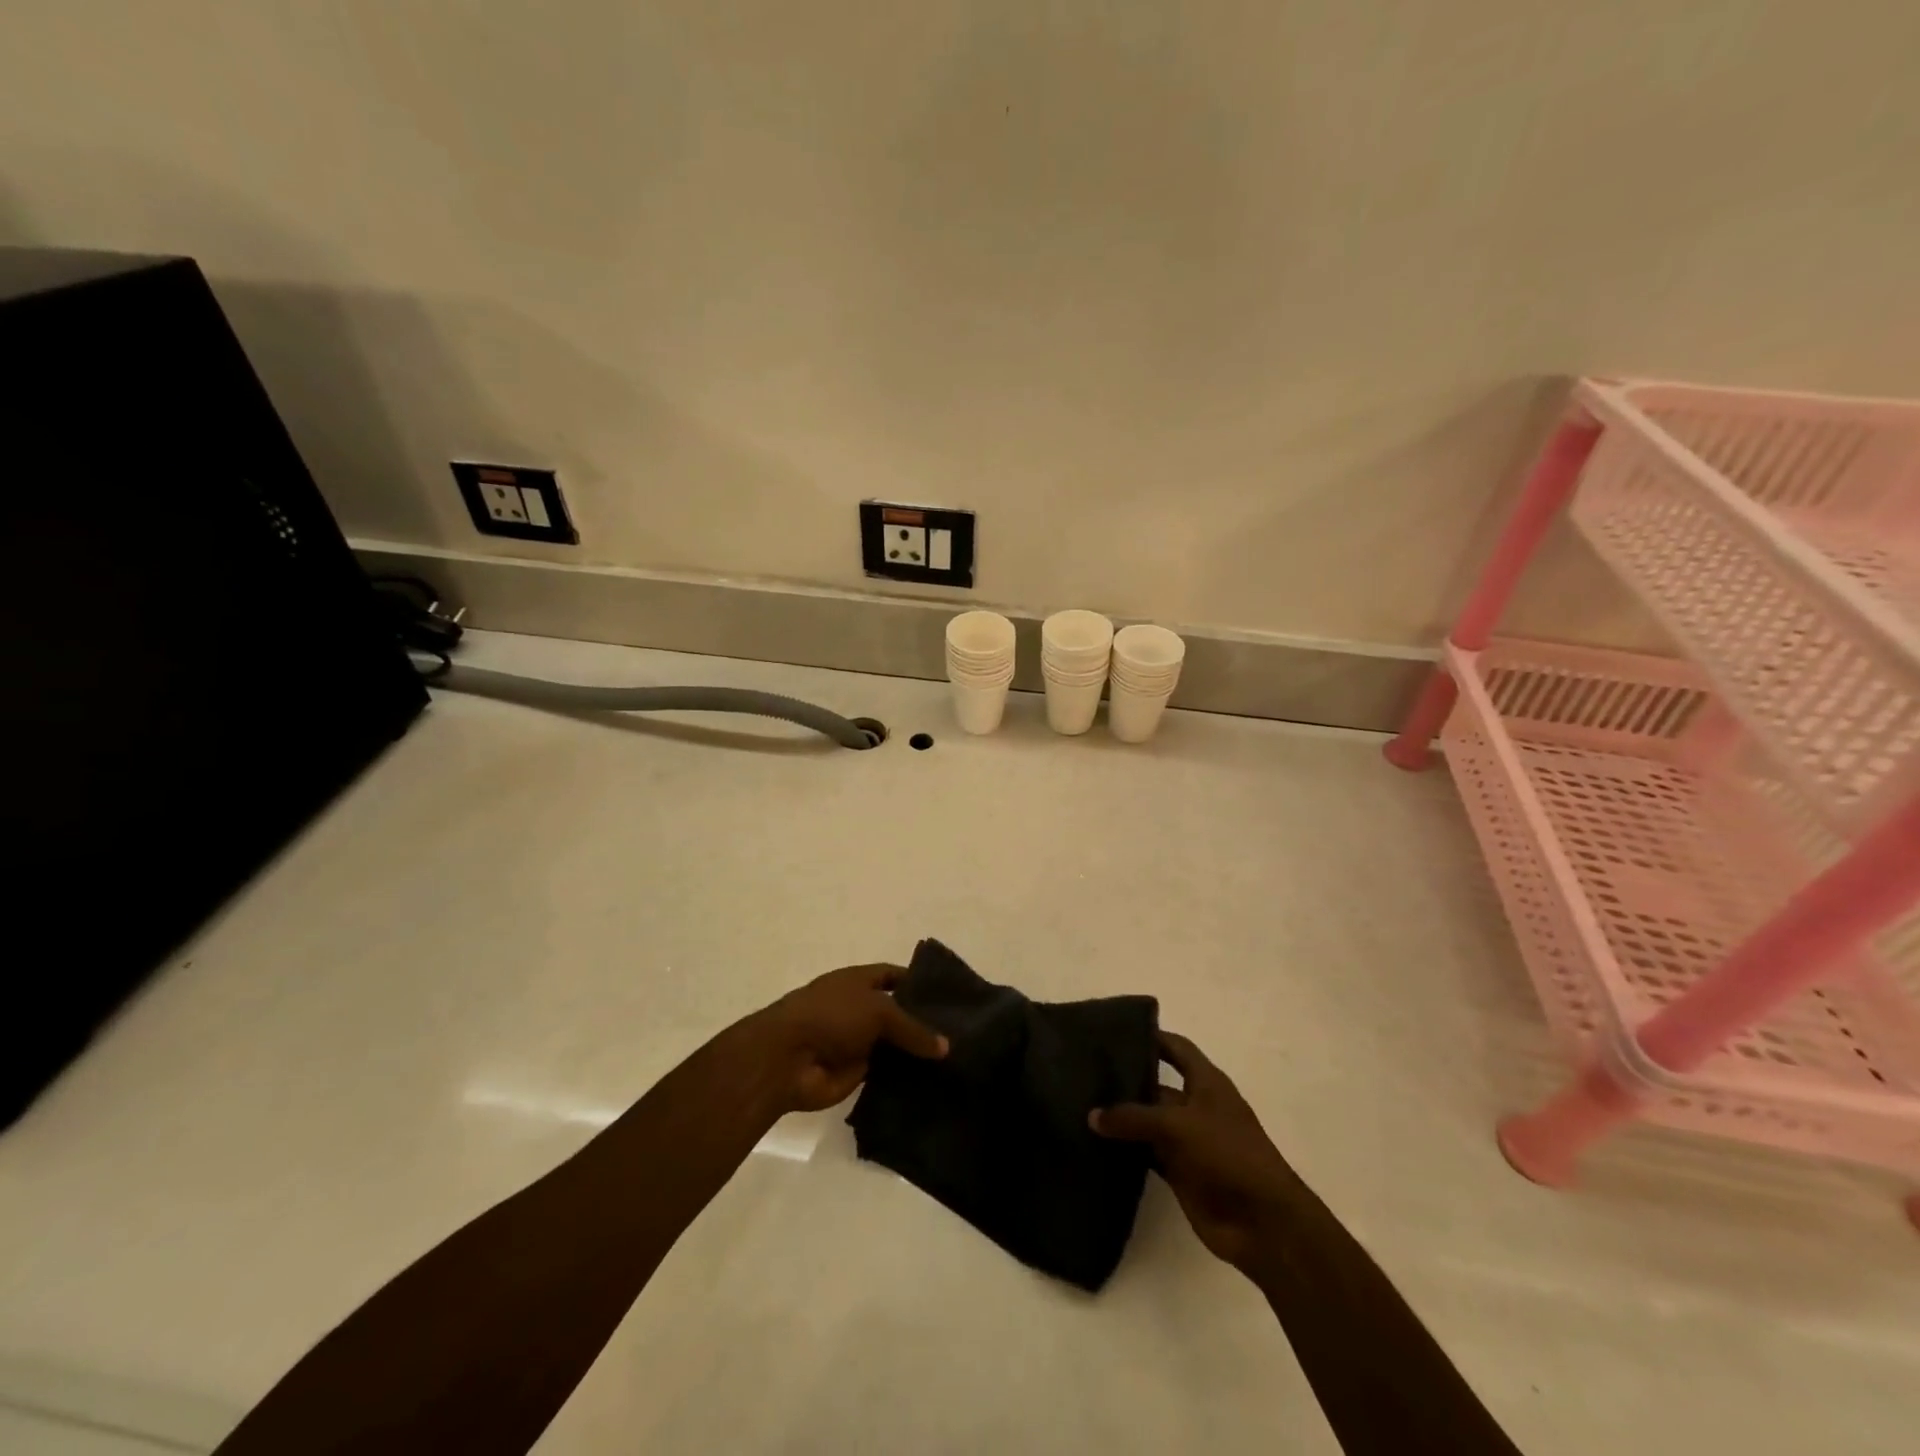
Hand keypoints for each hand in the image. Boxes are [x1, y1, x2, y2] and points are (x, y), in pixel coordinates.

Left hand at [754, 964, 948, 1112]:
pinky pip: (885, 1073)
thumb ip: (913, 1028)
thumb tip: (945, 1046)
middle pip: (896, 1013)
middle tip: (961, 1033)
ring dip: (915, 1054)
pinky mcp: (855, 1074)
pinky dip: (903, 1078)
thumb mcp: (879, 1010)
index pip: (893, 975)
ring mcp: (856, 1042)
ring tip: (955, 1061)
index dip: (918, 982)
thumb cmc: (831, 1016)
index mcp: (857, 981)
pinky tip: (934, 1084)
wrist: (787, 1060)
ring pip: (893, 1046)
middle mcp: (858, 1008)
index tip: (948, 995)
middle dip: (922, 1022)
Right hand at [1090, 1031, 1299, 1276]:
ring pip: (1147, 1121)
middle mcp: (1196, 1106)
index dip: (1150, 1036)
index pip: (1175, 1047)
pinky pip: (1146, 1153)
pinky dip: (1126, 1150)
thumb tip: (1092, 1115)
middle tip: (1083, 1071)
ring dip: (1122, 1118)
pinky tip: (1095, 1144)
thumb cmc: (1228, 1154)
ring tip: (1081, 1105)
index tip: (1114, 1030)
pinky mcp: (1179, 1172)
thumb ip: (1133, 1117)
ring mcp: (1188, 1141)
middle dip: (1125, 1079)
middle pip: (1156, 1085)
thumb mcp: (1178, 1125)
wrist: (1262, 1222)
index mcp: (1207, 1082)